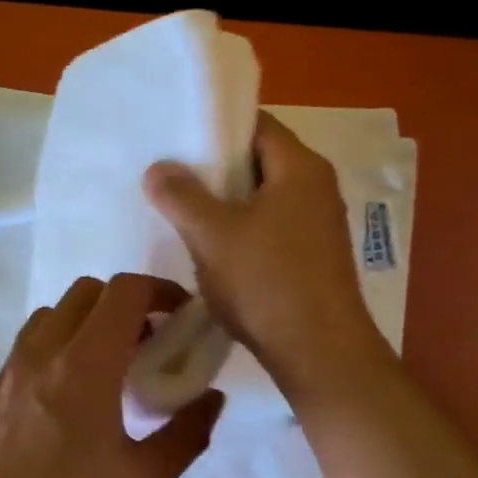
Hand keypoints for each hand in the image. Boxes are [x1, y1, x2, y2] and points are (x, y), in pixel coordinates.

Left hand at [0, 274, 225, 477]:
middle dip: (126, 303)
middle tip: (150, 344)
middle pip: (87, 292)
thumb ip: (186, 433)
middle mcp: (43, 353)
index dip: (160, 291)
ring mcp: (11, 371)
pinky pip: (30, 343)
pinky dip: (59, 343)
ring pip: (53, 314)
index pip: (124, 292)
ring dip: (88, 321)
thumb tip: (212, 398)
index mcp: (85, 365)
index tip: (181, 318)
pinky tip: (73, 394)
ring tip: (111, 366)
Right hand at [144, 112, 388, 400]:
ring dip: (228, 204)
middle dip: (216, 169)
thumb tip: (157, 168)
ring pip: (264, 198)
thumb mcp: (212, 235)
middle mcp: (317, 187)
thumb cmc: (267, 282)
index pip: (256, 124)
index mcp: (300, 167)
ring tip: (185, 212)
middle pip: (260, 161)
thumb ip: (181, 196)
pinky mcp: (315, 256)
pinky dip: (244, 230)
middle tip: (173, 176)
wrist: (320, 353)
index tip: (178, 140)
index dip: (216, 127)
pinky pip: (273, 228)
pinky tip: (215, 250)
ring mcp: (319, 224)